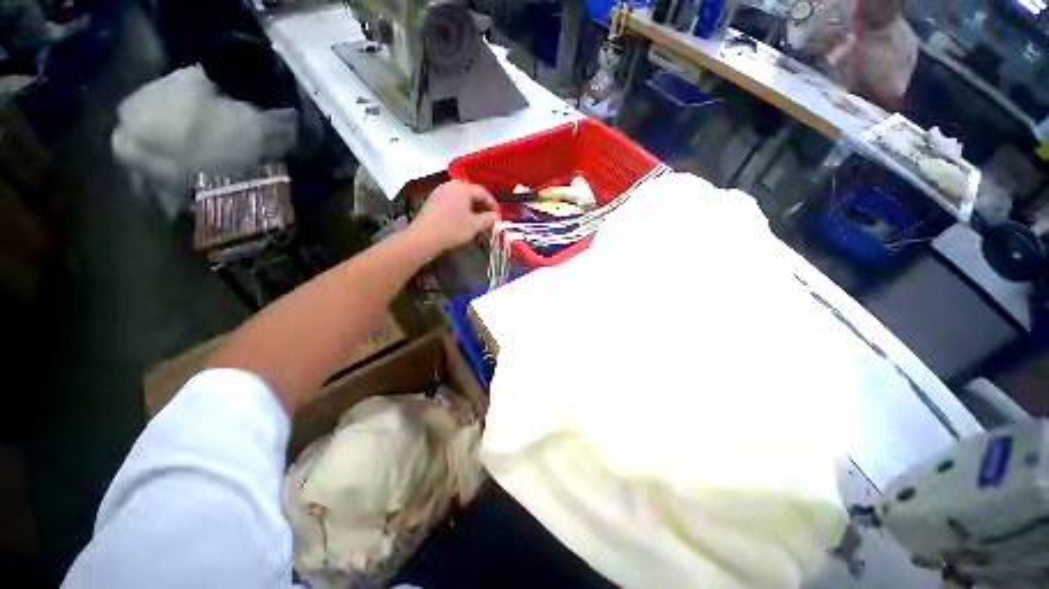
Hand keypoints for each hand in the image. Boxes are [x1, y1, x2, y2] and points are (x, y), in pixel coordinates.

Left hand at [410, 180, 498, 254]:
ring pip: (460, 198)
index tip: (498, 216)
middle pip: (471, 193)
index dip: (492, 204)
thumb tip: (495, 216)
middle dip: (481, 205)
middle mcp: (451, 185)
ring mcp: (439, 191)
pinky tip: (461, 220)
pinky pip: (450, 201)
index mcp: (463, 187)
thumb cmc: (451, 229)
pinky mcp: (432, 200)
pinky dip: (458, 209)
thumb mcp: (474, 225)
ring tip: (476, 220)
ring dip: (470, 208)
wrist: (422, 238)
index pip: (483, 192)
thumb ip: (488, 219)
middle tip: (488, 218)